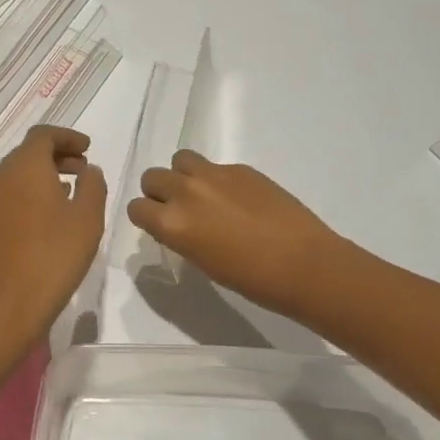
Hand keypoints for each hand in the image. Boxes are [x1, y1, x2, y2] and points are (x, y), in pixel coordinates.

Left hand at [0, 126, 108, 347]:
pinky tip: (47, 218)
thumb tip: (88, 170)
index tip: (88, 148)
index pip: (43, 135)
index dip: (67, 137)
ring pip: (15, 177)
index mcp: (23, 168)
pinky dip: (28, 196)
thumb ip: (93, 185)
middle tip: (82, 170)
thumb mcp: (87, 219)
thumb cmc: (53, 258)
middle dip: (56, 156)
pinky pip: (7, 198)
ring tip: (69, 193)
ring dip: (42, 177)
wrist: (5, 307)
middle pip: (26, 154)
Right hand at [127, 150, 343, 317]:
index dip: (146, 217)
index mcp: (171, 223)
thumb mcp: (202, 261)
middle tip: (180, 210)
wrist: (302, 263)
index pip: (136, 208)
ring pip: (180, 160)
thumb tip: (177, 223)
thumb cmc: (250, 279)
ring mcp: (214, 175)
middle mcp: (185, 192)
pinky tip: (238, 200)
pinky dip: (217, 180)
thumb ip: (180, 235)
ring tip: (204, 196)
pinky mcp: (241, 168)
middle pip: (152, 177)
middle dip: (160, 192)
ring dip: (184, 176)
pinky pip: (214, 166)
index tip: (159, 225)